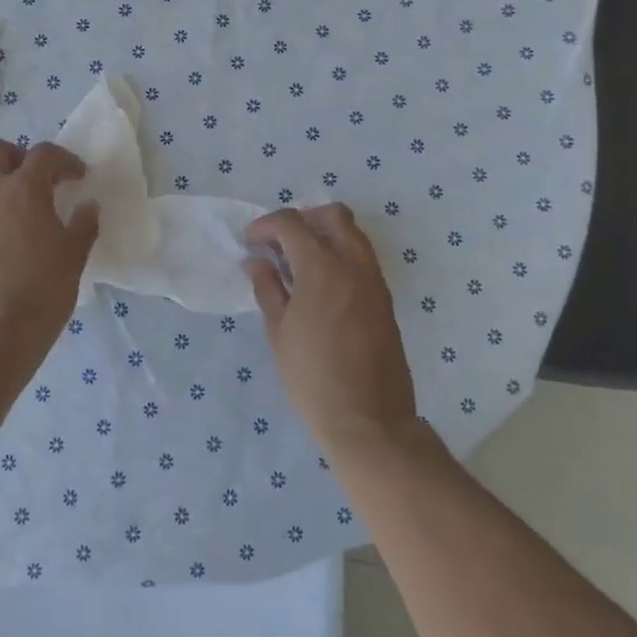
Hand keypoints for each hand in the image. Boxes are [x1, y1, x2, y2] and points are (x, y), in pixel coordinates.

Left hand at [0, 140, 99, 351]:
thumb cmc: (42, 290)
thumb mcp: (74, 256)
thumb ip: (83, 225)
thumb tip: (88, 207)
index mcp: (23, 191)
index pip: (43, 154)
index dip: (65, 160)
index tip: (79, 178)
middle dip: (20, 157)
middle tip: (42, 181)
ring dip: (6, 190)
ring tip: (28, 219)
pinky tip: (10, 250)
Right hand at [245, 204, 418, 455]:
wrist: (369, 420)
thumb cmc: (313, 378)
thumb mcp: (278, 332)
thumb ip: (267, 288)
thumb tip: (256, 262)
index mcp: (322, 268)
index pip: (292, 223)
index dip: (266, 226)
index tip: (251, 243)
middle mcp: (354, 264)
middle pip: (332, 215)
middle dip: (303, 219)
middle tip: (280, 244)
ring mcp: (375, 280)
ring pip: (352, 234)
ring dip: (324, 236)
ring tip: (299, 265)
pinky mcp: (385, 299)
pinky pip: (362, 259)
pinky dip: (340, 256)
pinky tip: (320, 286)